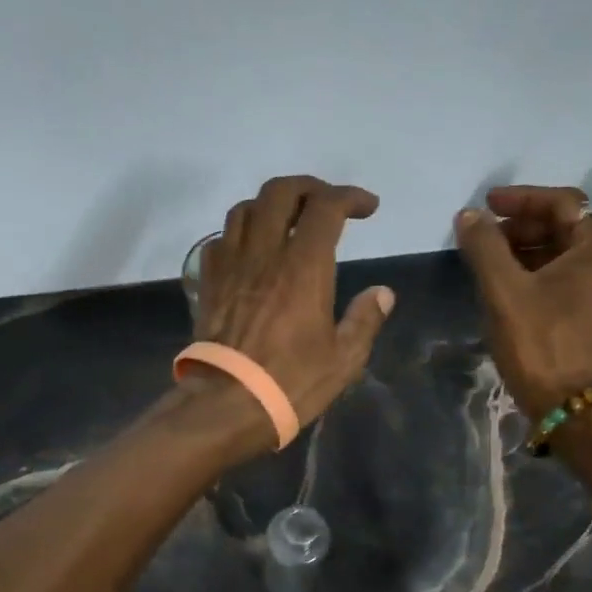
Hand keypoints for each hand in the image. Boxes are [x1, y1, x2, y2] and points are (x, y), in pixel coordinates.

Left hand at [192, 176, 395, 448]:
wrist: (226, 404)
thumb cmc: (291, 383)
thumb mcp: (343, 359)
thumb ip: (365, 320)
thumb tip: (382, 293)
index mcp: (304, 266)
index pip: (326, 207)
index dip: (350, 196)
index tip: (367, 208)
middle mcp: (265, 253)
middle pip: (280, 192)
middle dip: (309, 188)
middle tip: (327, 204)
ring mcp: (231, 265)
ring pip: (245, 209)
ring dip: (270, 205)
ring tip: (287, 221)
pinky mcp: (208, 283)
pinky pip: (220, 240)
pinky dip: (239, 234)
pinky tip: (251, 252)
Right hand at [455, 185, 591, 418]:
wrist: (577, 410)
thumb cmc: (542, 344)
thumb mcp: (505, 291)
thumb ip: (484, 246)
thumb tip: (468, 216)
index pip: (563, 203)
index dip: (521, 199)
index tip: (486, 205)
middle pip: (568, 227)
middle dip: (523, 226)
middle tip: (485, 237)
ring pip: (568, 255)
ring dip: (529, 251)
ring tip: (491, 262)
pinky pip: (572, 280)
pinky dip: (542, 274)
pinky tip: (511, 289)